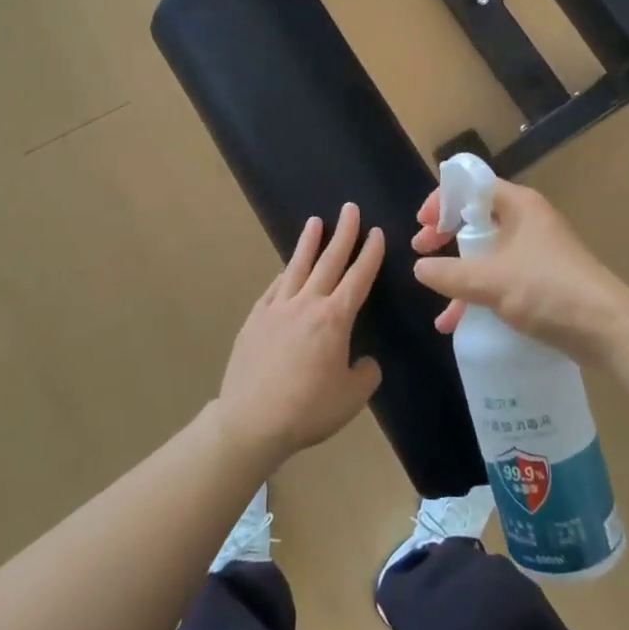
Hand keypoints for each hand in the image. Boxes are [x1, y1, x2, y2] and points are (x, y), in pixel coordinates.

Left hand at [215, 204, 384, 469]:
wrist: (252, 420)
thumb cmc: (308, 409)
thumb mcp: (352, 397)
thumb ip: (365, 374)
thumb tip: (363, 362)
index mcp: (335, 319)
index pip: (358, 277)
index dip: (369, 254)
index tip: (376, 232)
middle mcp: (307, 304)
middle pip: (329, 261)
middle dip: (343, 233)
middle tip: (350, 209)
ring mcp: (277, 308)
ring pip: (297, 266)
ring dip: (308, 243)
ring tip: (315, 222)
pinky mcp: (255, 318)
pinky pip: (274, 288)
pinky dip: (284, 274)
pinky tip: (286, 269)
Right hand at [412, 178, 628, 366]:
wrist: (608, 330)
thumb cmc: (549, 291)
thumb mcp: (491, 281)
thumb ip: (449, 273)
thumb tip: (419, 268)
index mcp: (519, 206)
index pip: (472, 185)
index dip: (443, 199)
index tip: (422, 224)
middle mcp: (527, 222)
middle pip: (476, 218)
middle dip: (446, 236)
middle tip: (423, 250)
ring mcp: (536, 252)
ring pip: (486, 253)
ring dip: (460, 274)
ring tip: (437, 299)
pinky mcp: (542, 281)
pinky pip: (500, 279)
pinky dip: (478, 295)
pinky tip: (457, 323)